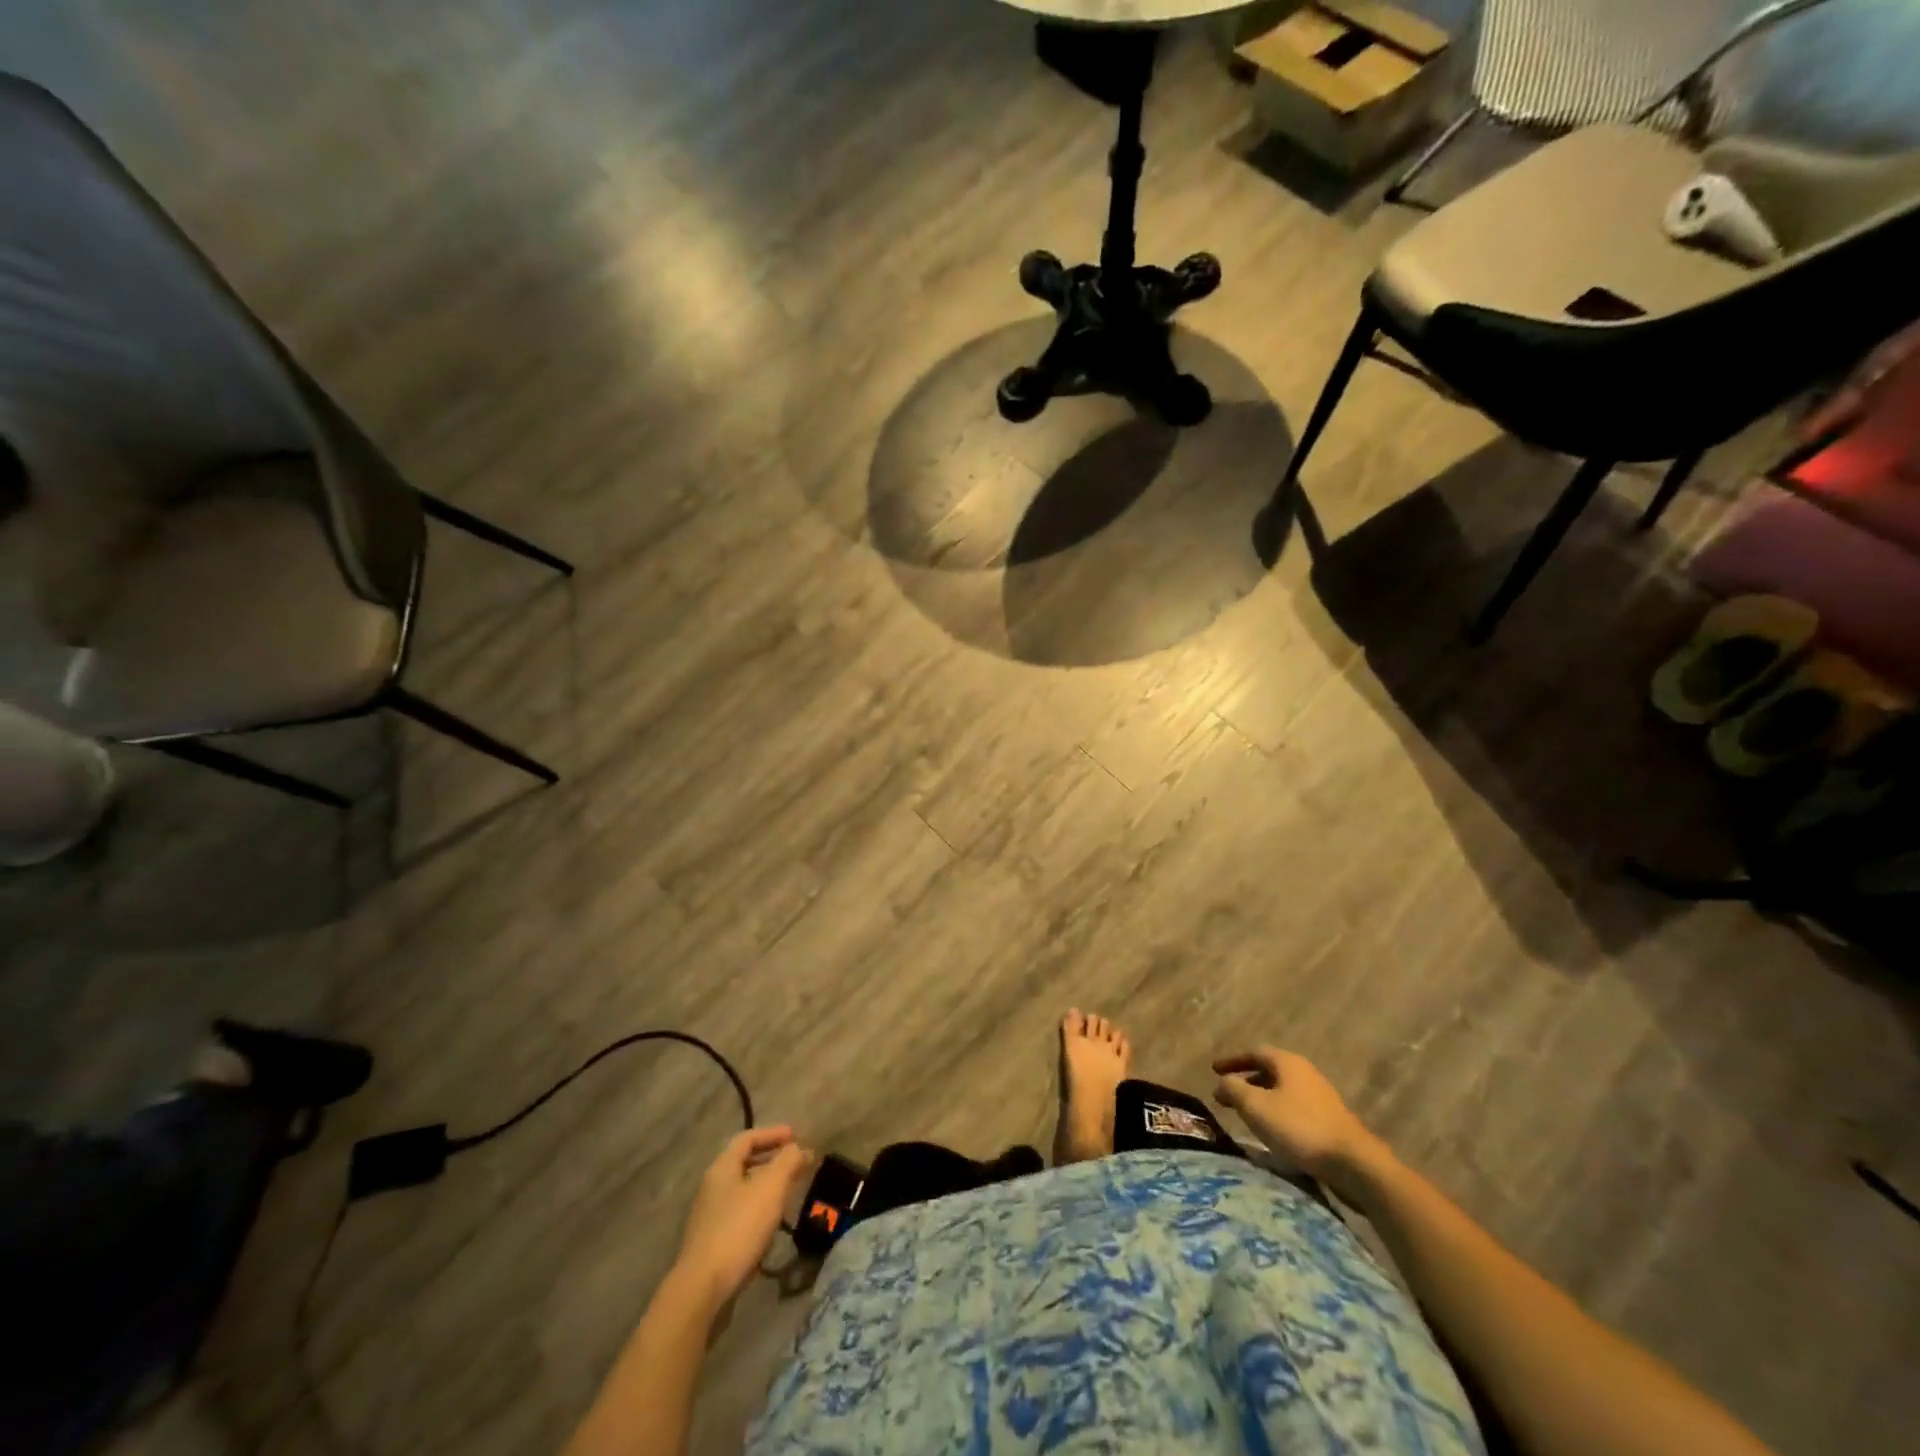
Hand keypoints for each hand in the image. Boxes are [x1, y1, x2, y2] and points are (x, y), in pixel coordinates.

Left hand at [674, 1126, 813, 1308]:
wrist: (702, 1289)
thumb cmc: (739, 1228)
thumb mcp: (771, 1187)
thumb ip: (788, 1161)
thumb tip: (800, 1149)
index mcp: (722, 1168)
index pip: (748, 1138)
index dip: (773, 1133)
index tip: (796, 1136)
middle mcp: (712, 1187)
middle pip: (744, 1164)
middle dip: (772, 1160)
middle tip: (796, 1164)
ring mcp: (709, 1217)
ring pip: (743, 1191)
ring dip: (766, 1187)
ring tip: (789, 1194)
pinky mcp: (712, 1244)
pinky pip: (740, 1215)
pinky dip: (759, 1211)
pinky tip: (772, 1226)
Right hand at [1212, 1049, 1388, 1203]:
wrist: (1353, 1164)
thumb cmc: (1299, 1128)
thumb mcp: (1256, 1106)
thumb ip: (1233, 1089)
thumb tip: (1222, 1083)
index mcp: (1288, 1063)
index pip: (1254, 1052)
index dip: (1232, 1061)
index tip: (1214, 1070)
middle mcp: (1306, 1073)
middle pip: (1270, 1071)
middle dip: (1247, 1081)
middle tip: (1228, 1094)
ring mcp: (1321, 1097)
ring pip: (1283, 1091)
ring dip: (1262, 1098)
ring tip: (1247, 1115)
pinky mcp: (1330, 1121)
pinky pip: (1295, 1108)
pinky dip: (1278, 1113)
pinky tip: (1273, 1132)